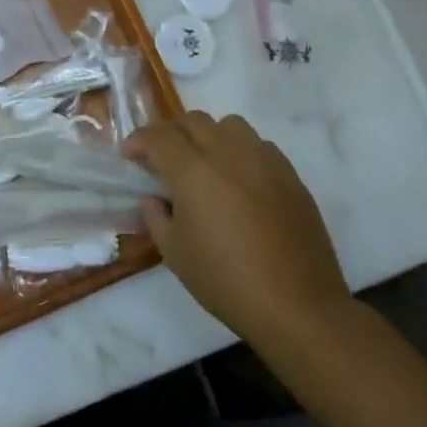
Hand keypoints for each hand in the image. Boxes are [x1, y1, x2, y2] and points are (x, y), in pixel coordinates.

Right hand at [125, 113, 349, 347]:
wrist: (297, 306)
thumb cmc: (225, 281)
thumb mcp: (174, 253)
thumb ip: (156, 216)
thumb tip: (154, 197)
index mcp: (194, 172)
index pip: (158, 137)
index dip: (138, 141)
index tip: (129, 156)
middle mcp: (229, 154)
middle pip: (193, 121)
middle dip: (170, 133)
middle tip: (161, 158)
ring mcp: (264, 161)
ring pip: (229, 125)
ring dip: (208, 135)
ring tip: (203, 163)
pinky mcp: (291, 175)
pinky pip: (259, 145)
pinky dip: (240, 151)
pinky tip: (238, 180)